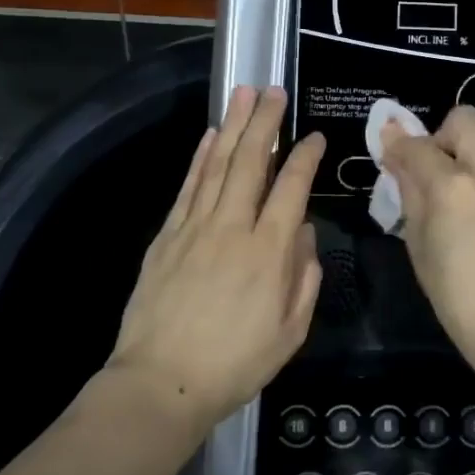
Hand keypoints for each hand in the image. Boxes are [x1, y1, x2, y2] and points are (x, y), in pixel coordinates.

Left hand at [108, 86, 324, 432]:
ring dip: (232, 126)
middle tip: (273, 90)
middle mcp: (233, 228)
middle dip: (265, 122)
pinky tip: (210, 136)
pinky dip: (201, 157)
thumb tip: (304, 233)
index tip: (314, 136)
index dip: (305, 156)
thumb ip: (305, 277)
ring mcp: (195, 227)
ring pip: (218, 164)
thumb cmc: (235, 363)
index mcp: (269, 252)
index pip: (292, 188)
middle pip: (252, 162)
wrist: (160, 383)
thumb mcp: (290, 331)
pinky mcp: (167, 235)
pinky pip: (189, 186)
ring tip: (243, 94)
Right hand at [379, 106, 474, 361]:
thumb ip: (407, 188)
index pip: (416, 145)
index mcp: (451, 188)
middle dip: (443, 135)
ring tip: (473, 173)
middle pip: (464, 118)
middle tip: (440, 166)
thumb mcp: (417, 241)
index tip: (394, 154)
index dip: (399, 146)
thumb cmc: (455, 291)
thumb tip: (394, 149)